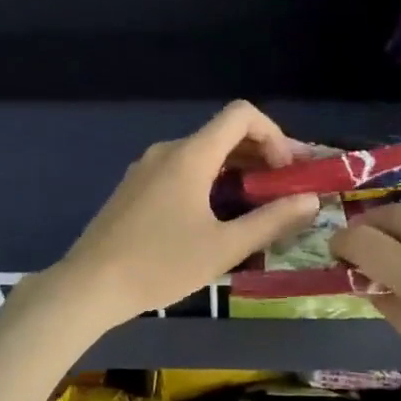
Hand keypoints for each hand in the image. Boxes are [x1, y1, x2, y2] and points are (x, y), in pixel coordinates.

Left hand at [43, 101, 319, 329]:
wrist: (89, 285)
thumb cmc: (160, 265)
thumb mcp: (224, 247)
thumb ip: (271, 221)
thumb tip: (311, 200)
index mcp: (190, 155)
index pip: (241, 115)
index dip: (274, 134)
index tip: (286, 172)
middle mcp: (168, 150)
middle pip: (223, 134)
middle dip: (261, 156)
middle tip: (286, 190)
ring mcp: (146, 168)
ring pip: (202, 155)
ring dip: (236, 171)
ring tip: (257, 207)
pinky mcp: (135, 188)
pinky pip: (181, 171)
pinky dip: (209, 182)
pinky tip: (216, 217)